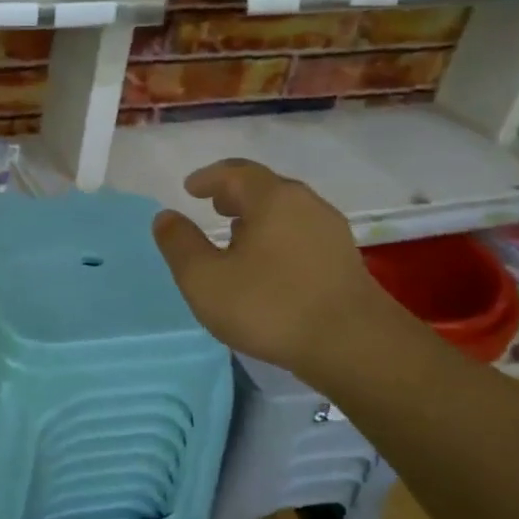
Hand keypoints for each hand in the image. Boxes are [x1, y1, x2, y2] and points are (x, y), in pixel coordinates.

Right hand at [151, 159, 398, 380]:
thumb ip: (180, 244)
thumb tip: (166, 217)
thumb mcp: (204, 279)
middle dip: (236, 194)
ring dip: (258, 217)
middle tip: (213, 205)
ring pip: (286, 212)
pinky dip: (277, 236)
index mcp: (272, 199)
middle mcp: (306, 205)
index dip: (209, 177)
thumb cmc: (269, 306)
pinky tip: (267, 264)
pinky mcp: (344, 260)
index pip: (236, 173)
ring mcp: (330, 232)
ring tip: (235, 236)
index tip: (190, 188)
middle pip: (265, 188)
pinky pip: (301, 234)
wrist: (352, 345)